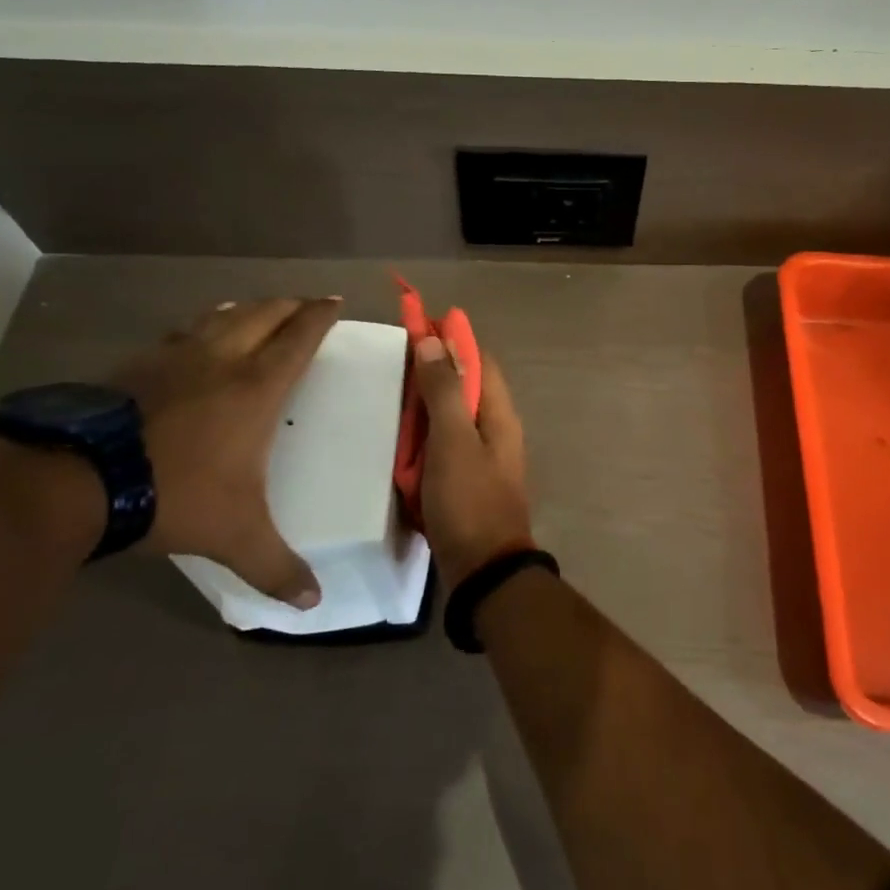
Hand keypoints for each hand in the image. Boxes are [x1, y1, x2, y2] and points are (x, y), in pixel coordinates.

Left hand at [109, 297, 340, 607]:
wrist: (77, 480)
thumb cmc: (174, 495)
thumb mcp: (235, 536)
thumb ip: (276, 567)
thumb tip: (313, 604)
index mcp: (256, 388)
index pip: (299, 338)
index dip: (320, 316)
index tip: (334, 301)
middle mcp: (222, 360)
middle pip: (264, 315)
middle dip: (290, 305)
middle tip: (305, 303)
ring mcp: (175, 357)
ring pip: (221, 315)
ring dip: (246, 308)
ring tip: (256, 307)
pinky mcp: (136, 364)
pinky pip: (180, 332)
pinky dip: (201, 324)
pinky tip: (194, 334)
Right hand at [413, 334, 534, 589]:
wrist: (483, 570)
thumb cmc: (469, 500)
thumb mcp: (453, 440)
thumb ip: (442, 391)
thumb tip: (434, 341)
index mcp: (498, 412)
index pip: (477, 359)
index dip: (451, 337)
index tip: (418, 319)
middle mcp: (494, 427)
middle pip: (463, 384)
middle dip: (433, 368)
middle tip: (395, 357)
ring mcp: (480, 455)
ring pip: (450, 415)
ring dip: (425, 402)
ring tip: (391, 391)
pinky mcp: (465, 478)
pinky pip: (442, 444)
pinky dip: (423, 435)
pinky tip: (399, 436)